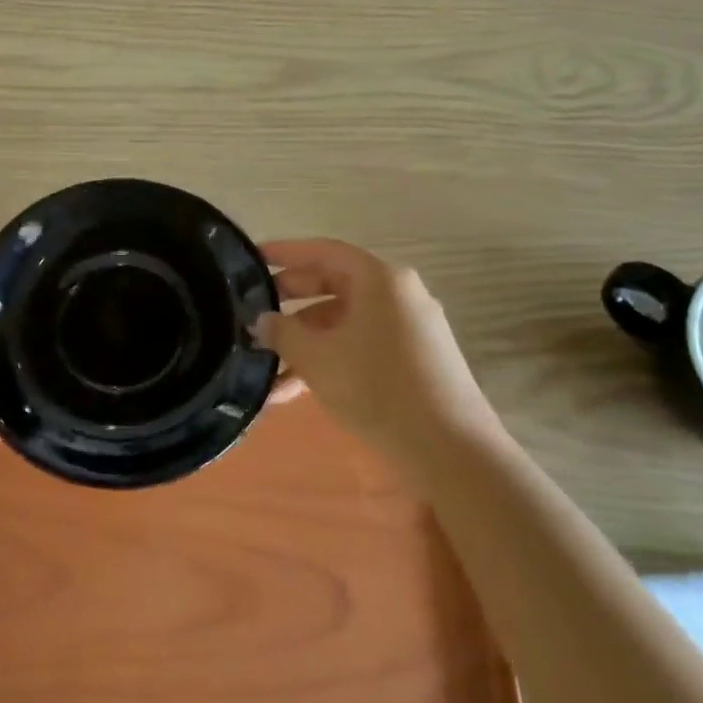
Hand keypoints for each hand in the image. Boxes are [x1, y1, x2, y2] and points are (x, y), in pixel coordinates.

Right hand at [254, 240, 494, 452]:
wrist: (450, 451)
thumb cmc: (376, 387)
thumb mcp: (316, 357)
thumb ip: (282, 332)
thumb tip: (261, 320)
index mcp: (379, 280)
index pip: (323, 251)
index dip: (284, 252)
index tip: (252, 258)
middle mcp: (398, 295)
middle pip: (333, 285)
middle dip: (290, 301)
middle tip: (253, 311)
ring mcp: (410, 328)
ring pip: (344, 322)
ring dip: (304, 341)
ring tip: (264, 366)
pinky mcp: (414, 360)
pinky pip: (361, 345)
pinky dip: (329, 359)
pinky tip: (293, 391)